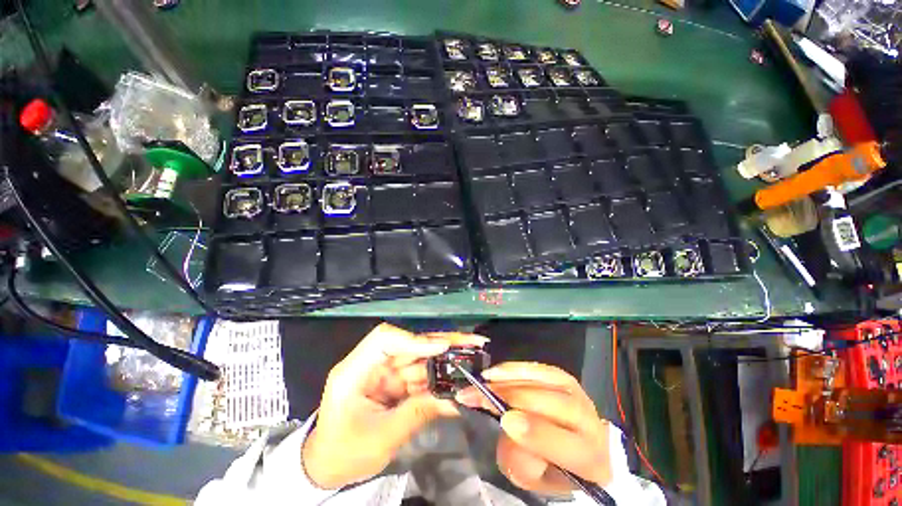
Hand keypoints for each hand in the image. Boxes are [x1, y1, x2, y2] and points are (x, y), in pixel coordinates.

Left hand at [302, 323, 486, 488]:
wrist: (328, 465)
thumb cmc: (344, 453)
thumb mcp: (381, 438)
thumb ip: (417, 413)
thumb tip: (454, 399)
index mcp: (355, 370)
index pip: (384, 340)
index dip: (414, 339)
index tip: (442, 348)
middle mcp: (372, 363)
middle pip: (410, 344)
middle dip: (442, 343)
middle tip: (472, 342)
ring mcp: (385, 372)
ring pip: (420, 358)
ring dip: (446, 359)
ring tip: (473, 355)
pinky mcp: (395, 382)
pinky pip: (421, 375)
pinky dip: (440, 377)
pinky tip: (460, 376)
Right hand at [455, 362, 612, 494]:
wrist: (583, 443)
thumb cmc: (556, 466)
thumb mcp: (539, 480)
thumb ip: (521, 464)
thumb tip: (508, 426)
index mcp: (588, 458)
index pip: (563, 444)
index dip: (533, 431)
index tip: (505, 421)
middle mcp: (587, 419)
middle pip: (547, 403)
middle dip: (508, 397)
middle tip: (474, 396)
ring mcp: (575, 392)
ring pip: (538, 382)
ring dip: (506, 380)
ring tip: (480, 383)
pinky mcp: (562, 376)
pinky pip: (534, 368)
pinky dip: (513, 369)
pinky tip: (494, 373)